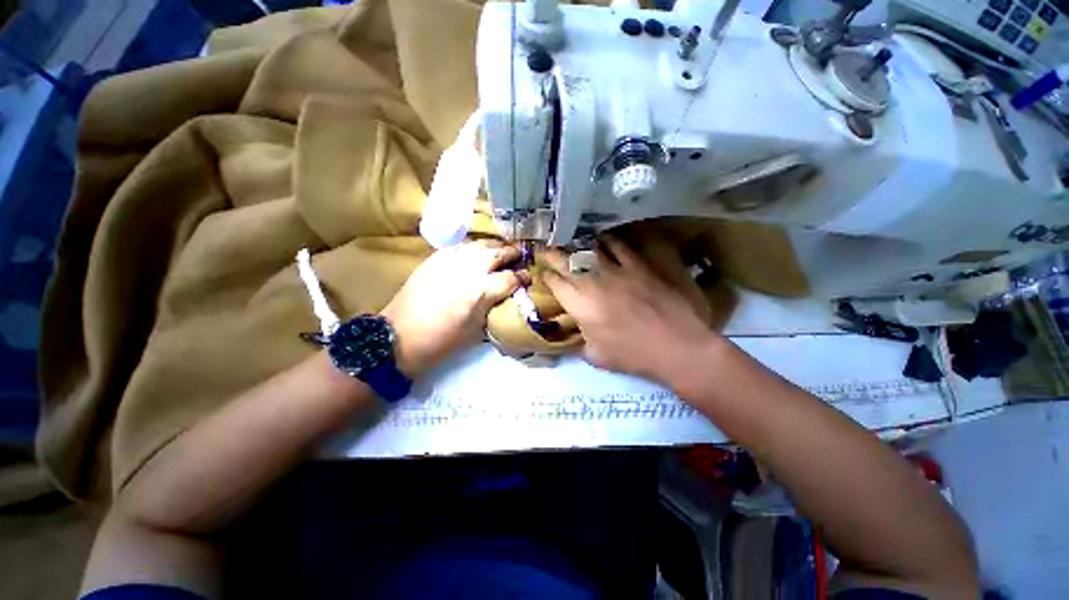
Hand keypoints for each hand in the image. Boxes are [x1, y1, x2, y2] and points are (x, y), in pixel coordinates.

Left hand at [382, 240, 524, 377]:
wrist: (399, 337)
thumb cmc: (439, 343)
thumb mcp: (474, 332)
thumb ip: (492, 309)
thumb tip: (505, 297)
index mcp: (479, 292)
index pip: (511, 277)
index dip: (523, 277)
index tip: (528, 279)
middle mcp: (468, 270)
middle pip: (498, 252)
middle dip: (512, 254)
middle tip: (519, 258)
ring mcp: (450, 260)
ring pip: (479, 244)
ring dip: (493, 247)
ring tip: (499, 253)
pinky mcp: (434, 258)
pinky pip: (460, 246)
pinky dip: (472, 248)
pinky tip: (475, 255)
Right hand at [543, 236, 721, 383]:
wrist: (675, 345)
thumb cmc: (635, 357)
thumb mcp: (598, 358)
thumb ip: (582, 341)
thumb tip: (578, 332)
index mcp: (580, 305)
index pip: (555, 283)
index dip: (546, 276)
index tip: (542, 272)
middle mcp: (594, 281)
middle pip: (566, 260)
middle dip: (553, 253)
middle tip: (546, 248)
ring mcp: (618, 270)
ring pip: (590, 248)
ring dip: (577, 244)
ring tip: (571, 240)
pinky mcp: (640, 265)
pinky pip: (619, 246)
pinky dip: (607, 240)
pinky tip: (603, 239)